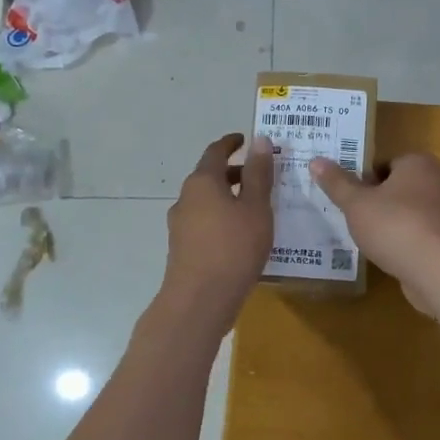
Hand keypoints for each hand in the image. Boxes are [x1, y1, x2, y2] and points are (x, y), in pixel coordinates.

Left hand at [162, 133, 273, 320]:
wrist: (199, 300)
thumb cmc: (233, 248)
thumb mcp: (255, 208)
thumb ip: (258, 174)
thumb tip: (260, 140)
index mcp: (202, 182)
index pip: (215, 152)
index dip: (231, 143)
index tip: (244, 139)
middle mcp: (185, 198)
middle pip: (209, 176)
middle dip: (233, 172)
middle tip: (258, 175)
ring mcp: (180, 224)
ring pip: (206, 201)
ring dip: (227, 197)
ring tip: (254, 207)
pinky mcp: (181, 247)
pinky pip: (204, 221)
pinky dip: (221, 217)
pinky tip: (239, 235)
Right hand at [309, 152, 439, 313]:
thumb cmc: (395, 226)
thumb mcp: (357, 204)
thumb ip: (337, 183)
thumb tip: (316, 161)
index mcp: (418, 163)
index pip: (386, 164)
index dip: (366, 180)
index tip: (350, 199)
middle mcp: (439, 181)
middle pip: (400, 188)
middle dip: (379, 202)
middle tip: (355, 219)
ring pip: (412, 213)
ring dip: (393, 224)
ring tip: (370, 241)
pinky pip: (423, 235)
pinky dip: (408, 243)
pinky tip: (391, 257)